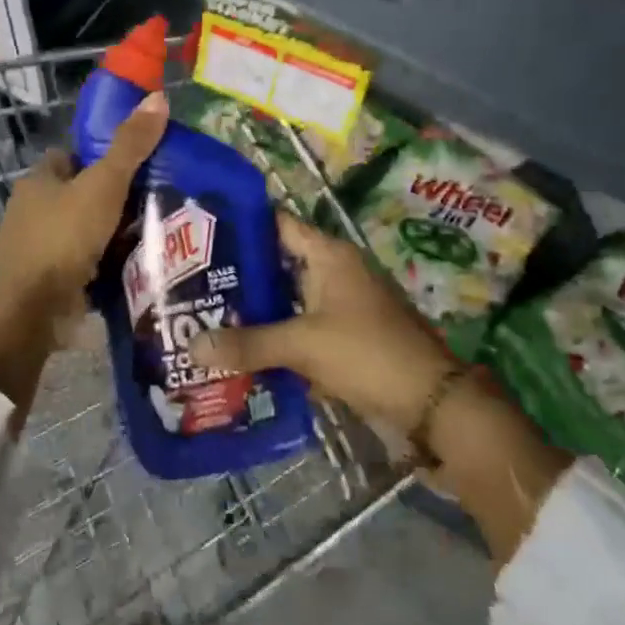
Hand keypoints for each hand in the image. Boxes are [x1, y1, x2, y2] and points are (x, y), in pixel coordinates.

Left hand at [0, 91, 168, 418]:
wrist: (30, 313)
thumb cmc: (62, 238)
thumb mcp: (103, 184)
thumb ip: (131, 145)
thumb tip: (158, 97)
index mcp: (39, 181)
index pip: (72, 156)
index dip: (101, 154)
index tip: (138, 161)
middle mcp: (34, 211)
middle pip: (81, 193)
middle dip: (114, 196)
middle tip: (160, 195)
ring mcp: (40, 249)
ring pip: (86, 230)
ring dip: (114, 233)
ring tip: (161, 229)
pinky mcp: (51, 282)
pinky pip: (87, 264)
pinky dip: (109, 264)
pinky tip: (141, 263)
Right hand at [188, 212, 459, 432]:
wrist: (431, 400)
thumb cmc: (366, 352)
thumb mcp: (303, 345)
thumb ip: (249, 344)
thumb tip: (192, 347)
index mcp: (329, 255)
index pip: (278, 224)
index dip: (243, 225)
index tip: (204, 234)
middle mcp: (336, 270)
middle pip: (281, 263)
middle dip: (243, 274)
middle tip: (196, 283)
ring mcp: (344, 303)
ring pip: (292, 297)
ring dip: (261, 309)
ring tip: (212, 316)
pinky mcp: (349, 334)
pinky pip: (305, 325)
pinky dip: (281, 334)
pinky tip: (248, 350)